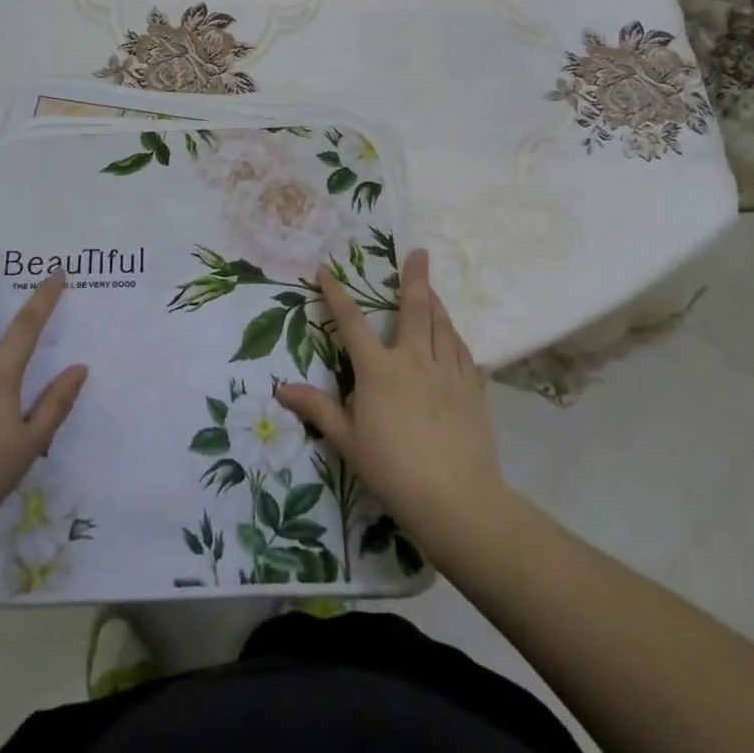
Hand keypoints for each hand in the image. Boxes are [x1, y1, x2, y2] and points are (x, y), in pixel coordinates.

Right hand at [275, 249, 505, 557]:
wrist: (458, 500)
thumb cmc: (394, 470)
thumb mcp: (348, 442)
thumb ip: (318, 410)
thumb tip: (281, 388)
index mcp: (379, 369)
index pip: (351, 322)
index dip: (336, 294)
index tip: (326, 270)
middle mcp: (414, 360)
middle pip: (415, 309)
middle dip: (415, 278)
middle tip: (420, 252)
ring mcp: (448, 373)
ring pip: (443, 326)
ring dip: (436, 303)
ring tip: (433, 288)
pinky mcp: (472, 390)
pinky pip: (464, 353)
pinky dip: (456, 338)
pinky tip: (455, 337)